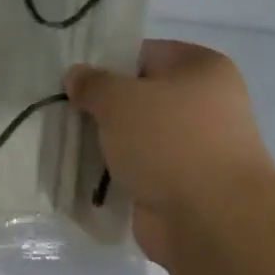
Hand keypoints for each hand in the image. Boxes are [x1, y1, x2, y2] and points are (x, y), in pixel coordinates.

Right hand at [65, 40, 274, 265]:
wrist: (211, 220)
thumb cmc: (170, 141)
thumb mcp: (120, 99)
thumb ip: (93, 83)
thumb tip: (76, 76)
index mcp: (202, 67)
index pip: (144, 53)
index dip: (107, 63)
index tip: (74, 80)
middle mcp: (206, 103)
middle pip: (140, 96)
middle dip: (103, 106)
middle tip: (64, 111)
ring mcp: (195, 148)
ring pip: (137, 136)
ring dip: (107, 142)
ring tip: (65, 141)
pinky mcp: (182, 185)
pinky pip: (139, 169)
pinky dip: (116, 173)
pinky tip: (82, 173)